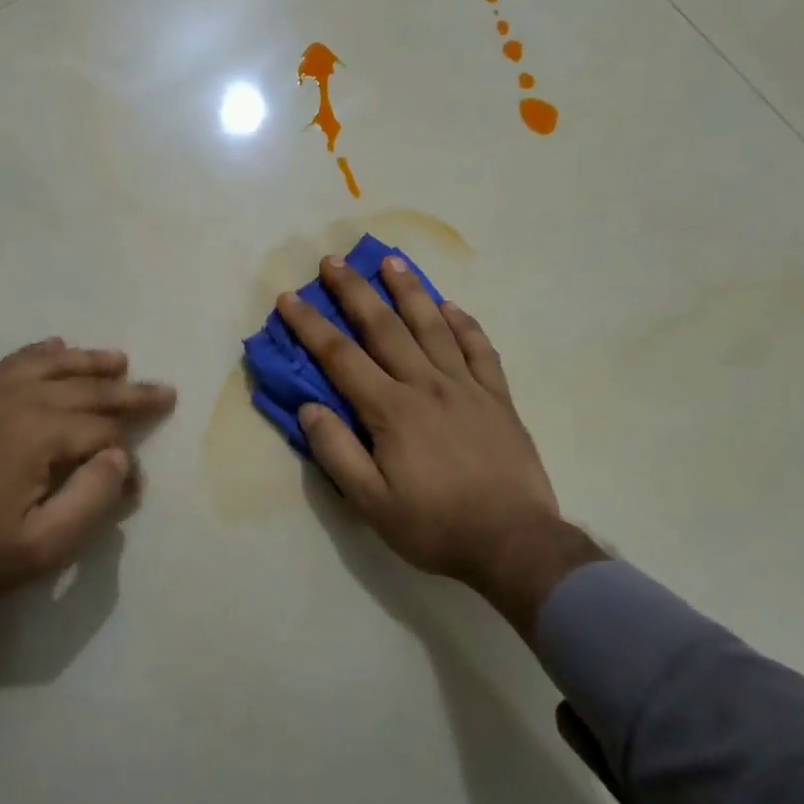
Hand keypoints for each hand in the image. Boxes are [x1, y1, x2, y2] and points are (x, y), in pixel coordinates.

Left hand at [0, 338, 175, 625]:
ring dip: (88, 363)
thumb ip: (92, 498)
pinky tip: (56, 347)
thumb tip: (120, 456)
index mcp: (36, 435)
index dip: (128, 456)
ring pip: (49, 366)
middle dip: (127, 393)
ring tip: (119, 360)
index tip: (136, 486)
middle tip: (164, 391)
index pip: (101, 432)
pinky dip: (38, 353)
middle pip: (83, 389)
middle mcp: (14, 401)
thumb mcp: (45, 546)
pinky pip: (9, 364)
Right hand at [276, 257, 604, 631]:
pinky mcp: (497, 398)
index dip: (310, 325)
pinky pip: (479, 349)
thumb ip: (336, 452)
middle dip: (355, 291)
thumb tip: (308, 407)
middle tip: (334, 260)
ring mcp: (466, 387)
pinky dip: (464, 324)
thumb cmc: (435, 526)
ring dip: (409, 291)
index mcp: (391, 411)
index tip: (290, 297)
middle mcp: (426, 386)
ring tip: (391, 261)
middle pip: (385, 328)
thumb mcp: (371, 503)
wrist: (514, 542)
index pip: (340, 357)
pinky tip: (450, 306)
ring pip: (433, 327)